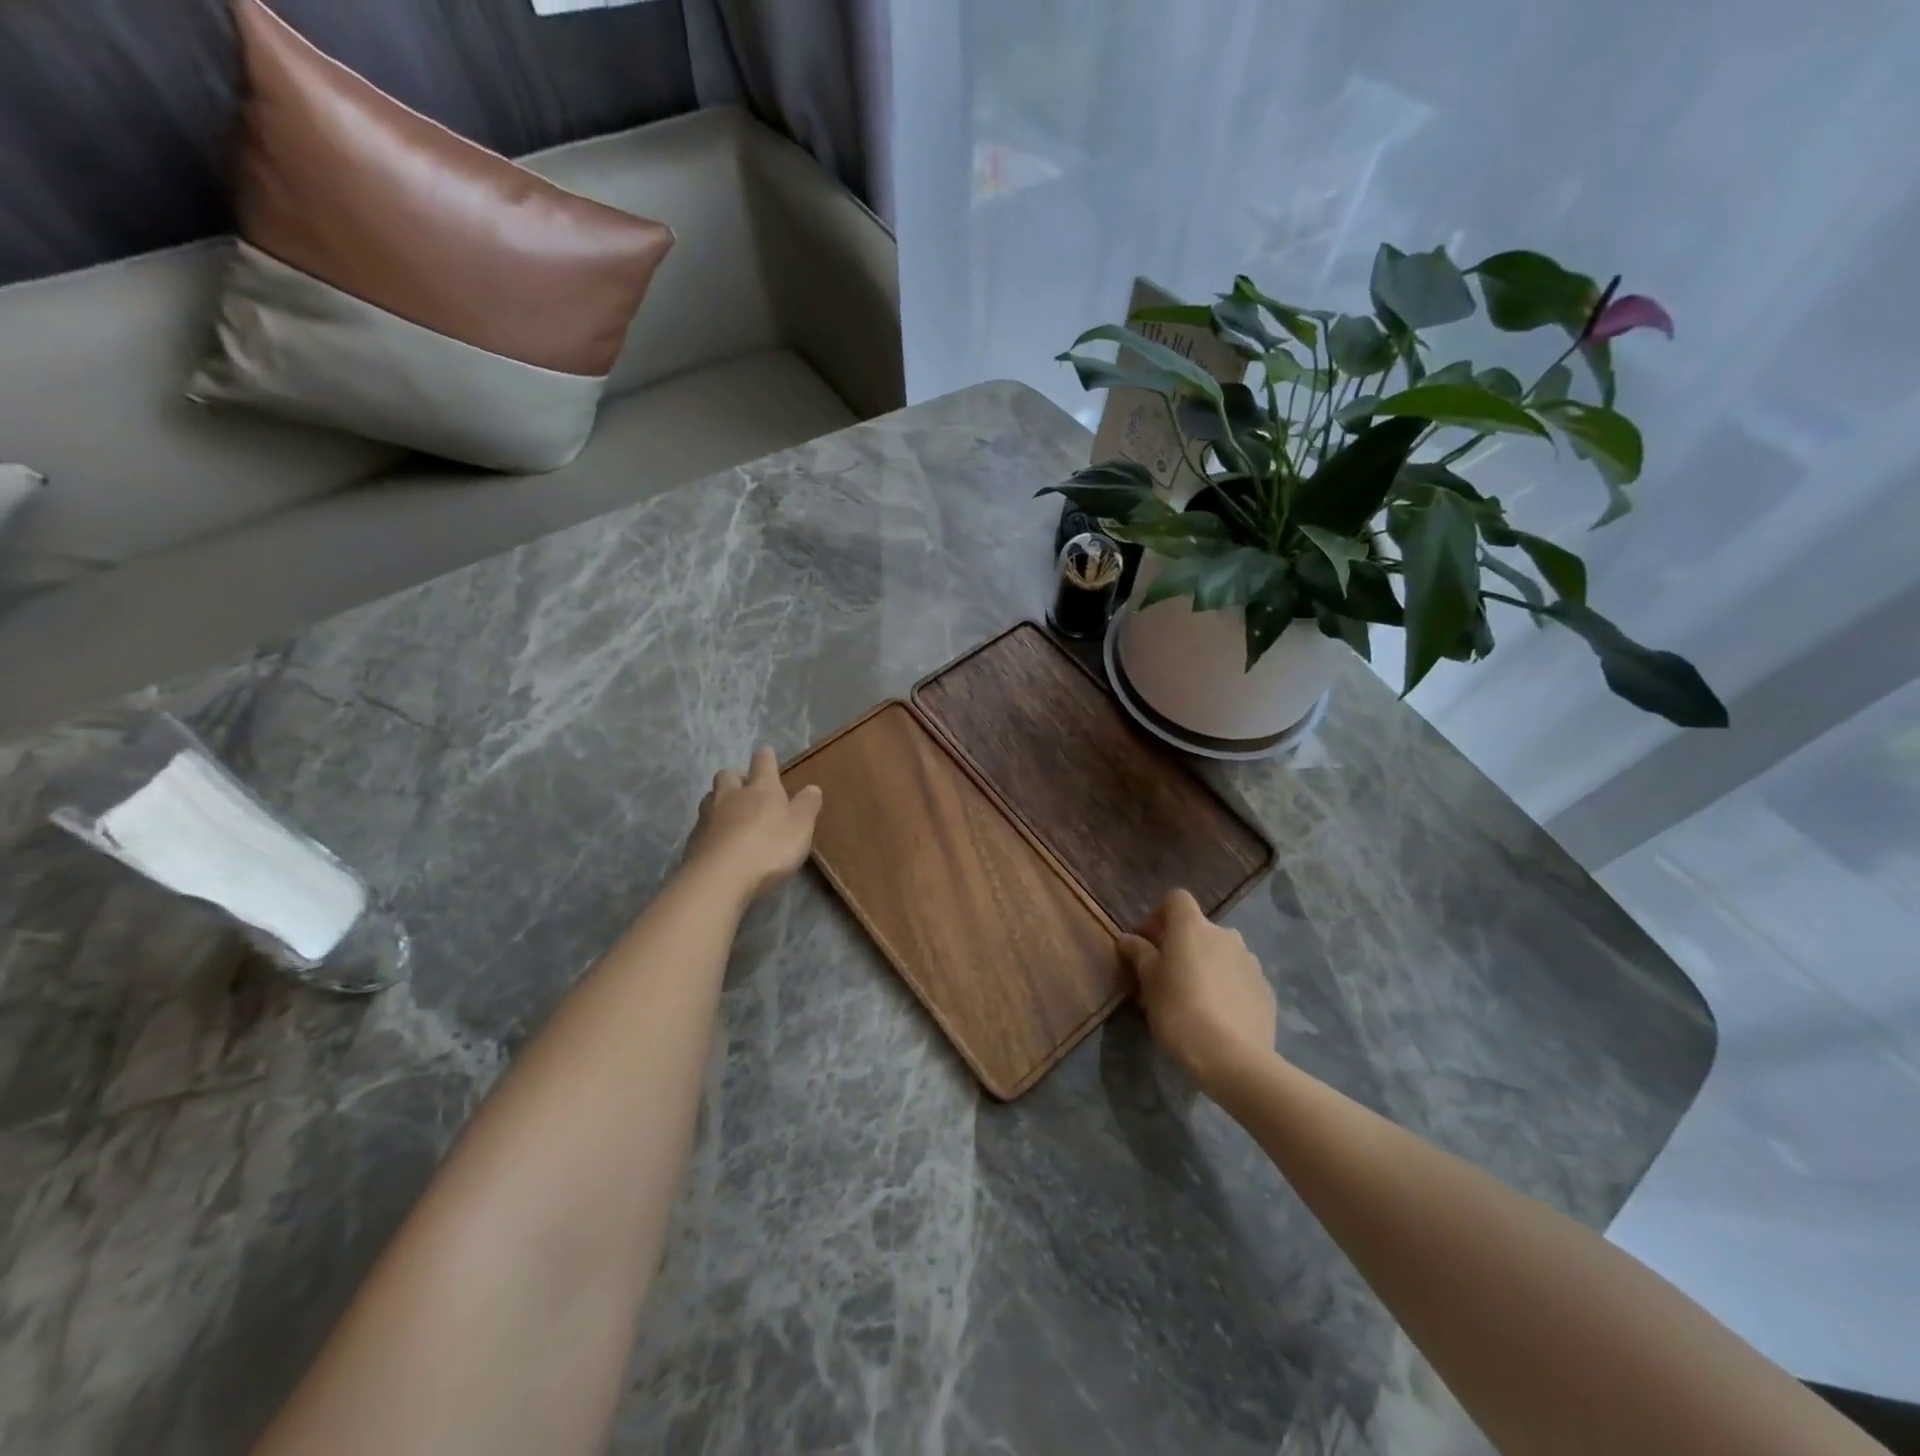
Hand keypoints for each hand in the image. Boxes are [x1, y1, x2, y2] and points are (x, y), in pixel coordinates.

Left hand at [684, 748, 823, 902]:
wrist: (720, 878)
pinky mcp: (693, 841)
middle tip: (744, 789)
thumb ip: (807, 805)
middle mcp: (731, 796)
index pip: (763, 763)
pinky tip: (718, 843)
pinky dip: (710, 830)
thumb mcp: (801, 827)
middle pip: (727, 776)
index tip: (766, 753)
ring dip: (718, 801)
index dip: (765, 757)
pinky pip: (701, 827)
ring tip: (728, 814)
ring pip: (710, 798)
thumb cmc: (769, 848)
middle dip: (735, 778)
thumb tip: (812, 787)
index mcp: (761, 789)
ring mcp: (708, 818)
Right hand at [1119, 888, 1277, 1092]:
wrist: (1233, 1058)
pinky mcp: (1266, 990)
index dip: (1160, 915)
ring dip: (1207, 966)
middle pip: (1200, 929)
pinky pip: (1240, 979)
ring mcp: (1251, 962)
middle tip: (1167, 977)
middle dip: (1183, 946)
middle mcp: (1225, 935)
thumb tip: (1127, 938)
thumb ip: (1139, 953)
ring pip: (1222, 954)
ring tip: (1194, 999)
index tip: (1148, 942)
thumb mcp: (1148, 982)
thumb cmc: (1179, 1010)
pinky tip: (1218, 1017)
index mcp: (1193, 926)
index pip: (1176, 899)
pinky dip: (1227, 987)